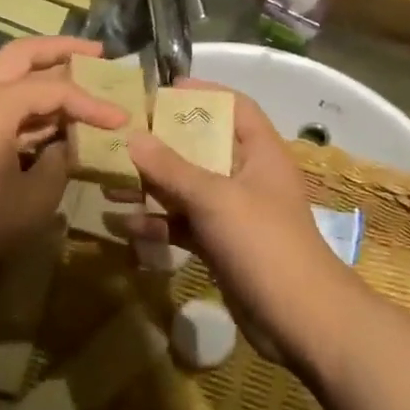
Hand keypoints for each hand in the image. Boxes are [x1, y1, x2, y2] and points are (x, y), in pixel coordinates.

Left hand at [0, 37, 127, 286]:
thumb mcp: (35, 198)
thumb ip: (59, 162)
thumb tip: (64, 146)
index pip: (55, 90)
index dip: (92, 104)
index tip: (122, 119)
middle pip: (23, 53)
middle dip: (61, 49)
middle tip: (98, 53)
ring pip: (6, 70)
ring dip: (40, 70)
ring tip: (77, 74)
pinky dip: (23, 95)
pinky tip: (46, 112)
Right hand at [122, 83, 357, 362]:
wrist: (299, 320)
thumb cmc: (263, 242)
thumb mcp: (214, 197)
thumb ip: (171, 167)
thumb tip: (132, 136)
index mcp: (260, 152)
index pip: (235, 107)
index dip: (203, 93)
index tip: (163, 89)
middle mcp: (248, 176)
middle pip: (203, 147)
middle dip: (162, 144)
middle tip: (122, 137)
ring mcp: (234, 213)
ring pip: (188, 189)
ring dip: (152, 187)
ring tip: (110, 183)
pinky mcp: (222, 245)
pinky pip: (185, 225)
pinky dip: (159, 224)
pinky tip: (126, 226)